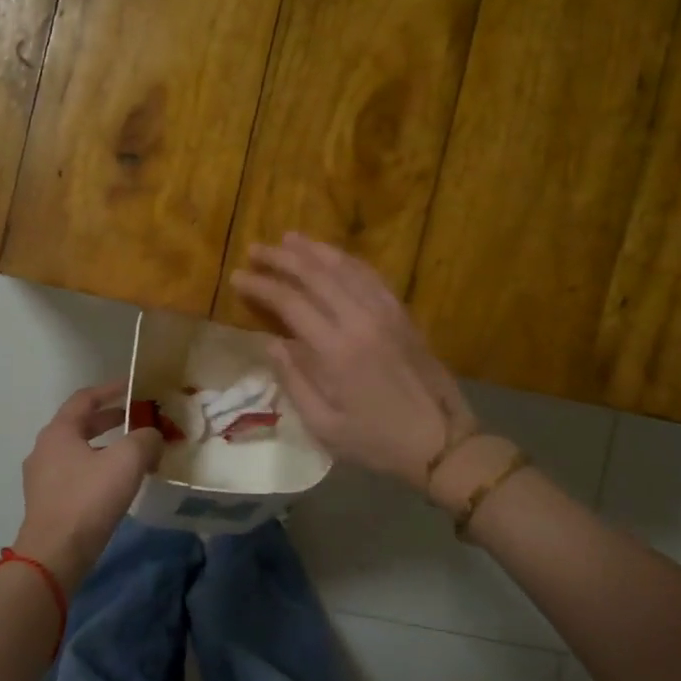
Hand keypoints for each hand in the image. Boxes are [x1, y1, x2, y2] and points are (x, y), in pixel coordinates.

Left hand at [15, 381, 164, 590]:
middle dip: (111, 419)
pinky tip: (118, 483)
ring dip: (106, 446)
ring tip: (134, 453)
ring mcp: (43, 478)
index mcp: (59, 431)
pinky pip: (76, 474)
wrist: (54, 555)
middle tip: (138, 418)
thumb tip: (152, 436)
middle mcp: (45, 449)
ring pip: (79, 451)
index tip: (135, 386)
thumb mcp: (127, 461)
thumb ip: (145, 439)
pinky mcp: (48, 502)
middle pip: (81, 424)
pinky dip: (98, 468)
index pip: (86, 398)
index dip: (112, 389)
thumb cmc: (88, 499)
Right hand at [229, 234, 476, 489]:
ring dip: (313, 250)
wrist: (442, 441)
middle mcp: (360, 320)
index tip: (237, 276)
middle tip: (255, 249)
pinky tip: (332, 256)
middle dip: (281, 258)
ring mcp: (385, 312)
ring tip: (287, 239)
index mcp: (336, 351)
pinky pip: (371, 276)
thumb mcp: (325, 426)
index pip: (290, 303)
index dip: (261, 286)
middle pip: (315, 275)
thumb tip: (271, 343)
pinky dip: (347, 260)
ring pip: (345, 267)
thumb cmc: (378, 441)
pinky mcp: (402, 314)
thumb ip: (294, 381)